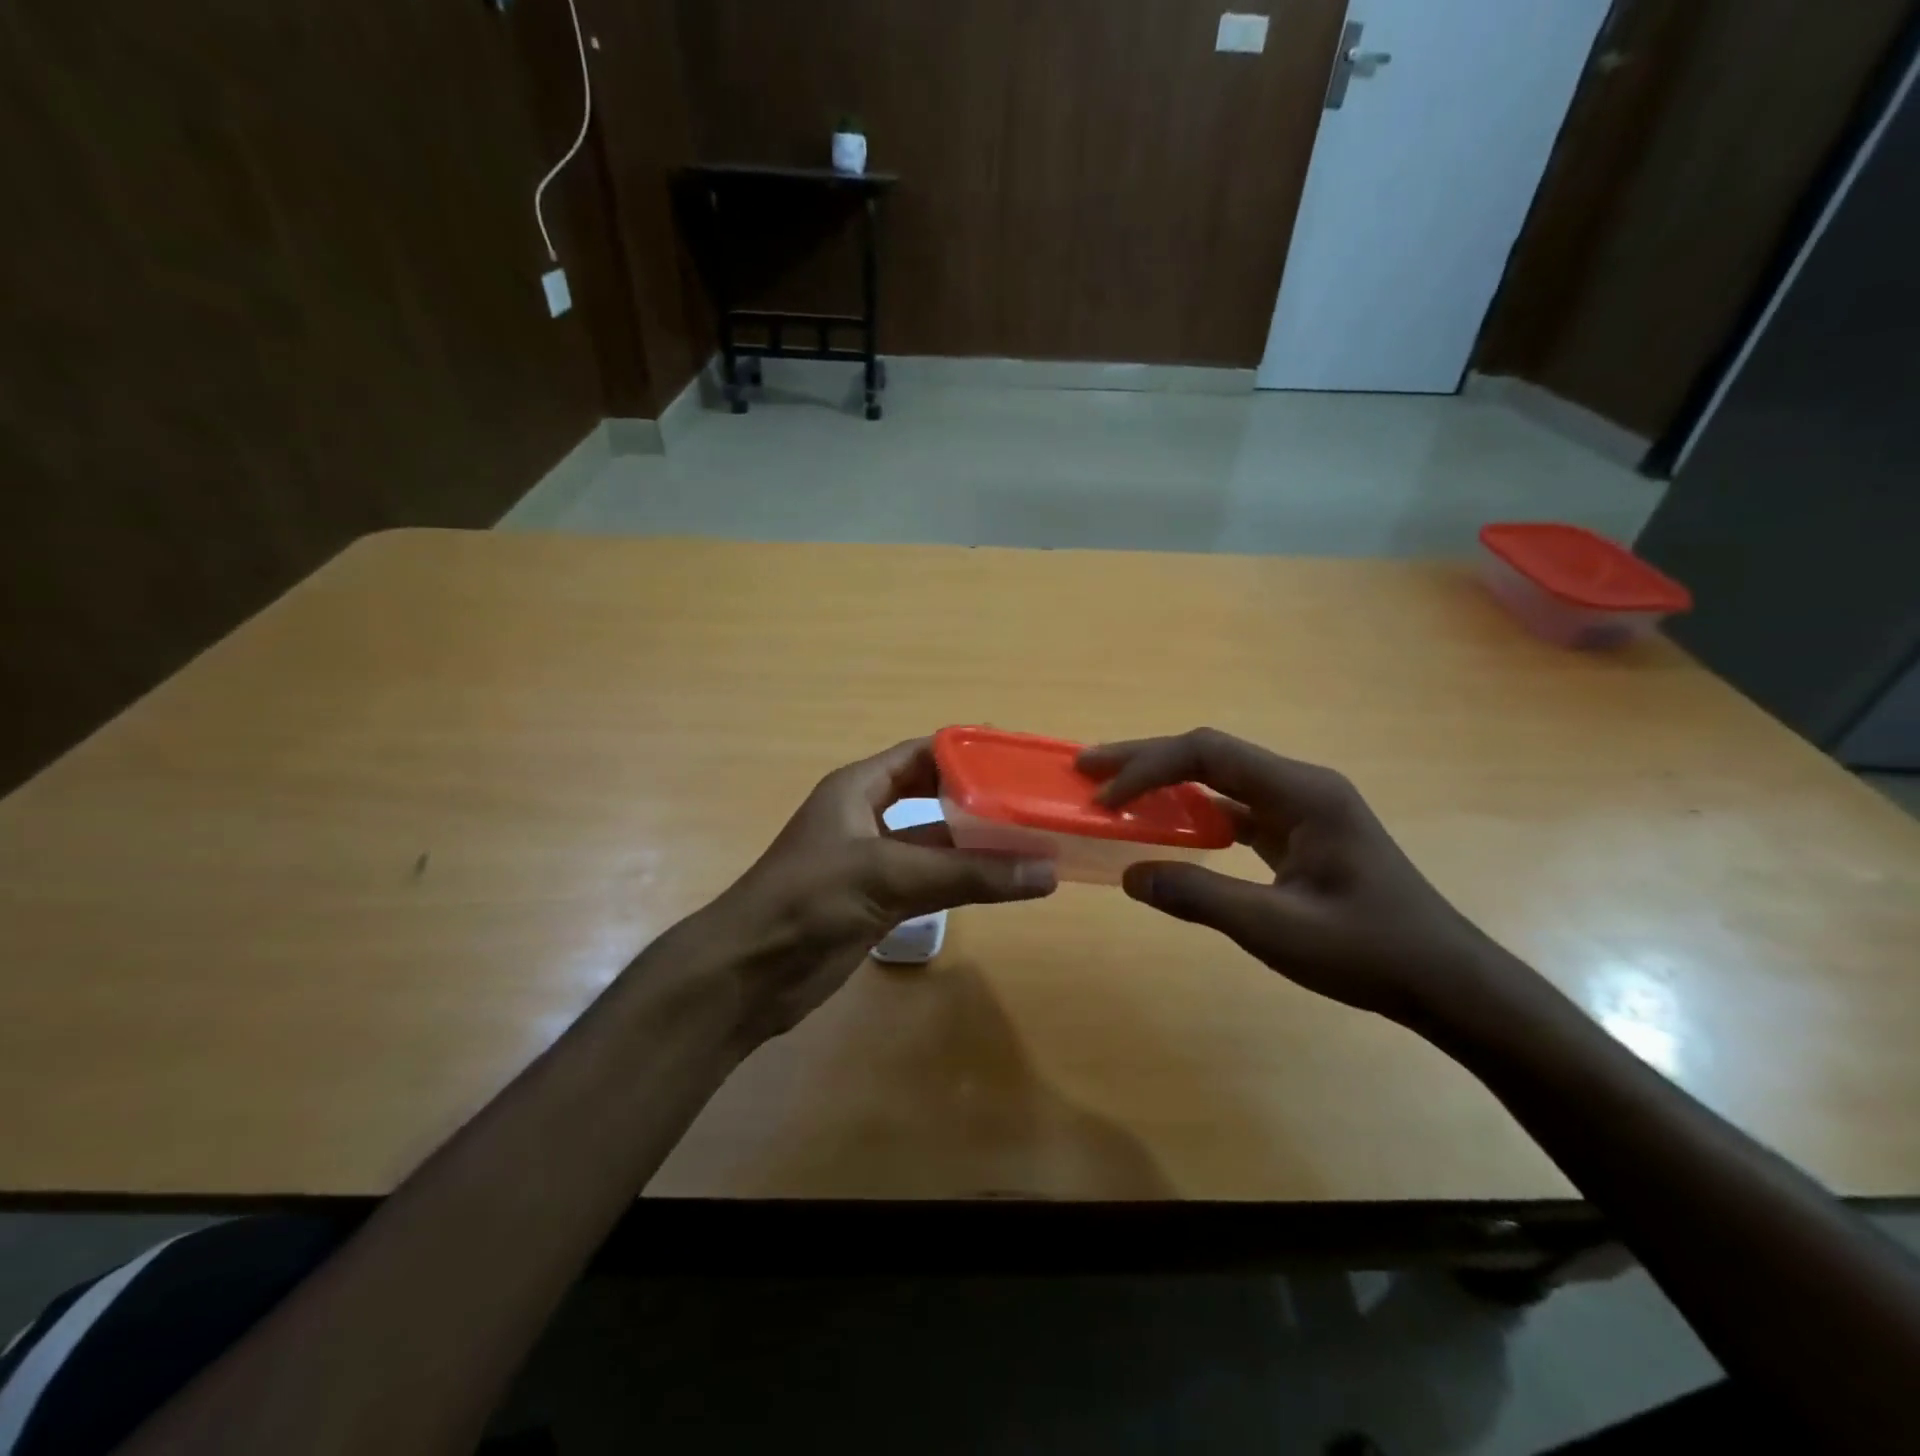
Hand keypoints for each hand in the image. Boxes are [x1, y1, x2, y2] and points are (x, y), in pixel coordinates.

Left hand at [704, 738, 1056, 1040]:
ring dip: (978, 846)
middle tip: (1033, 802)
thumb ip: (967, 873)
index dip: (966, 753)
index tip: (1017, 760)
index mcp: (858, 788)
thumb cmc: (810, 900)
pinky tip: (1004, 885)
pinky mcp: (878, 903)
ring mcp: (873, 862)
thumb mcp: (889, 875)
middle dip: (979, 800)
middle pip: (933, 797)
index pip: (921, 755)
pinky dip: (965, 882)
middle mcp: (867, 818)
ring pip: (936, 844)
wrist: (748, 973)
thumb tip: (1046, 871)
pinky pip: (932, 883)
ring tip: (1034, 843)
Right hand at [1079, 728, 1520, 1029]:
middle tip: (1088, 770)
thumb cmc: (1370, 952)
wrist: (1447, 982)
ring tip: (1114, 792)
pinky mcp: (1298, 833)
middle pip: (1210, 755)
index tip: (1105, 800)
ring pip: (1219, 779)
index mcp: (1302, 792)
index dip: (1149, 770)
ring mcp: (1300, 808)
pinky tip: (1163, 827)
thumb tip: (1131, 875)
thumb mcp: (1277, 929)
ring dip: (1165, 783)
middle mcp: (1299, 785)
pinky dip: (1191, 813)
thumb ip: (1201, 897)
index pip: (1208, 755)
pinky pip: (1233, 809)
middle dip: (1146, 761)